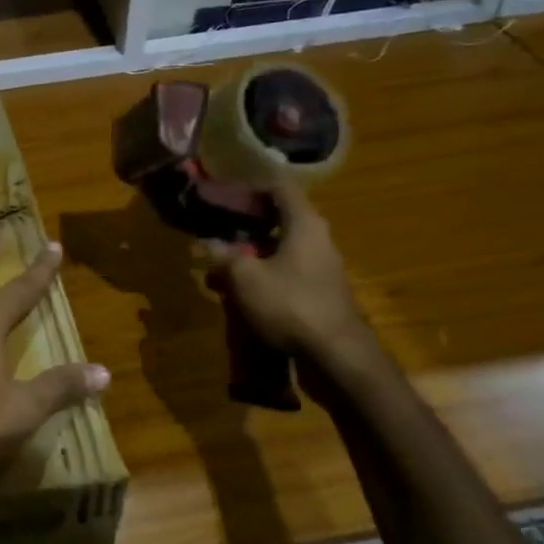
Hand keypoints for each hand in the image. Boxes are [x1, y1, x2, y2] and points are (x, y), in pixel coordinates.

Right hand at [198, 179, 371, 366]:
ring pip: (280, 246)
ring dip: (250, 250)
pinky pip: (286, 269)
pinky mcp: (319, 290)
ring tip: (219, 262)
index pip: (278, 187)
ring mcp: (321, 266)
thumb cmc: (290, 304)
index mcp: (304, 223)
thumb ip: (223, 254)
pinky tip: (239, 289)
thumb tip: (206, 242)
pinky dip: (262, 271)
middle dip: (244, 221)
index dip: (249, 186)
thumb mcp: (244, 277)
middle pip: (279, 216)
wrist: (337, 356)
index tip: (222, 193)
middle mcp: (317, 237)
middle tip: (214, 226)